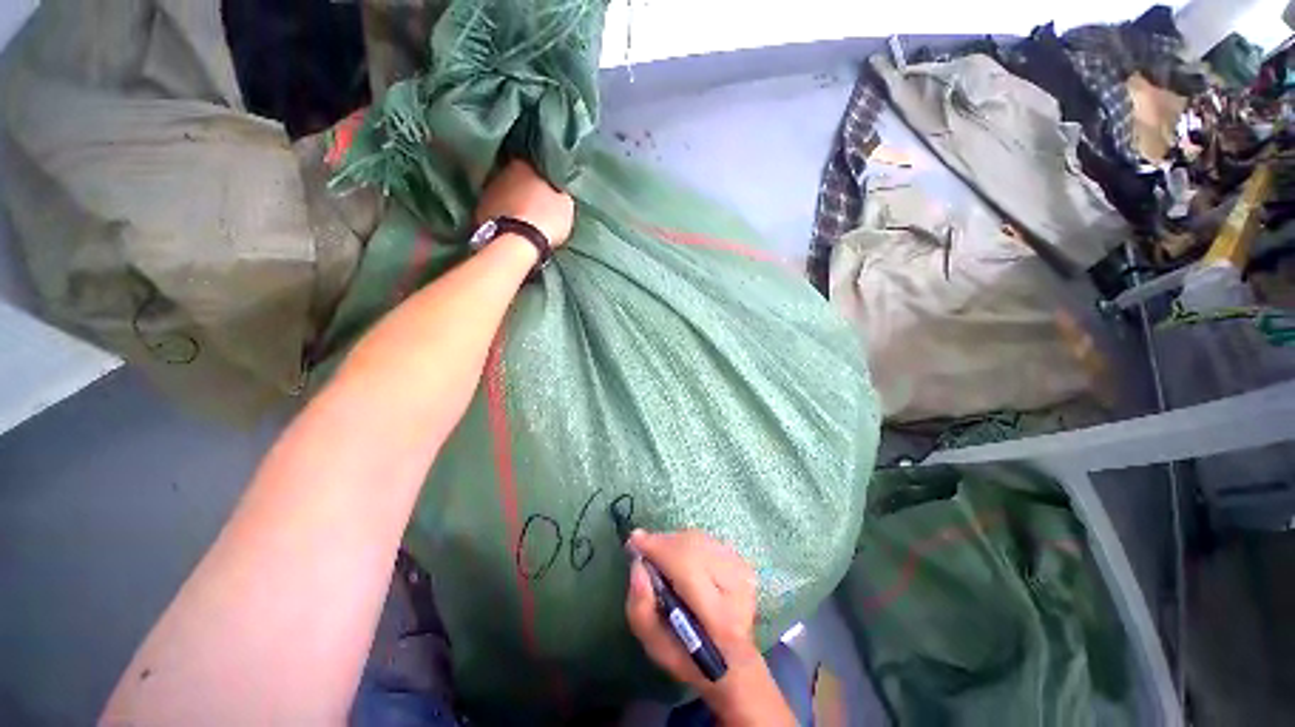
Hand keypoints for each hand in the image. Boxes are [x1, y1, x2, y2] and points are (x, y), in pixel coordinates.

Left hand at [475, 160, 574, 247]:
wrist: (517, 241)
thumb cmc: (545, 218)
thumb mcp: (565, 204)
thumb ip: (559, 191)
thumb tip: (556, 187)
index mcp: (524, 164)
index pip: (534, 163)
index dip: (542, 176)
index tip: (549, 187)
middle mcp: (502, 171)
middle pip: (516, 177)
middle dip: (525, 188)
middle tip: (537, 203)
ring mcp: (488, 191)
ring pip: (504, 193)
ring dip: (512, 201)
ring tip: (523, 217)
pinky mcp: (479, 211)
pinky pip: (495, 209)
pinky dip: (502, 215)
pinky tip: (511, 226)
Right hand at [626, 530, 791, 723]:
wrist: (732, 662)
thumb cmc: (688, 658)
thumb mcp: (655, 645)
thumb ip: (641, 607)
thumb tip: (638, 564)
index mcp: (717, 617)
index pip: (686, 566)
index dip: (658, 548)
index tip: (635, 540)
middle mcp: (735, 588)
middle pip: (692, 546)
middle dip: (663, 542)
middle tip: (644, 548)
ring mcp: (742, 572)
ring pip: (699, 539)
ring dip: (675, 541)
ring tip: (660, 553)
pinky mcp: (743, 563)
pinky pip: (707, 540)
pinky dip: (688, 542)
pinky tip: (680, 556)